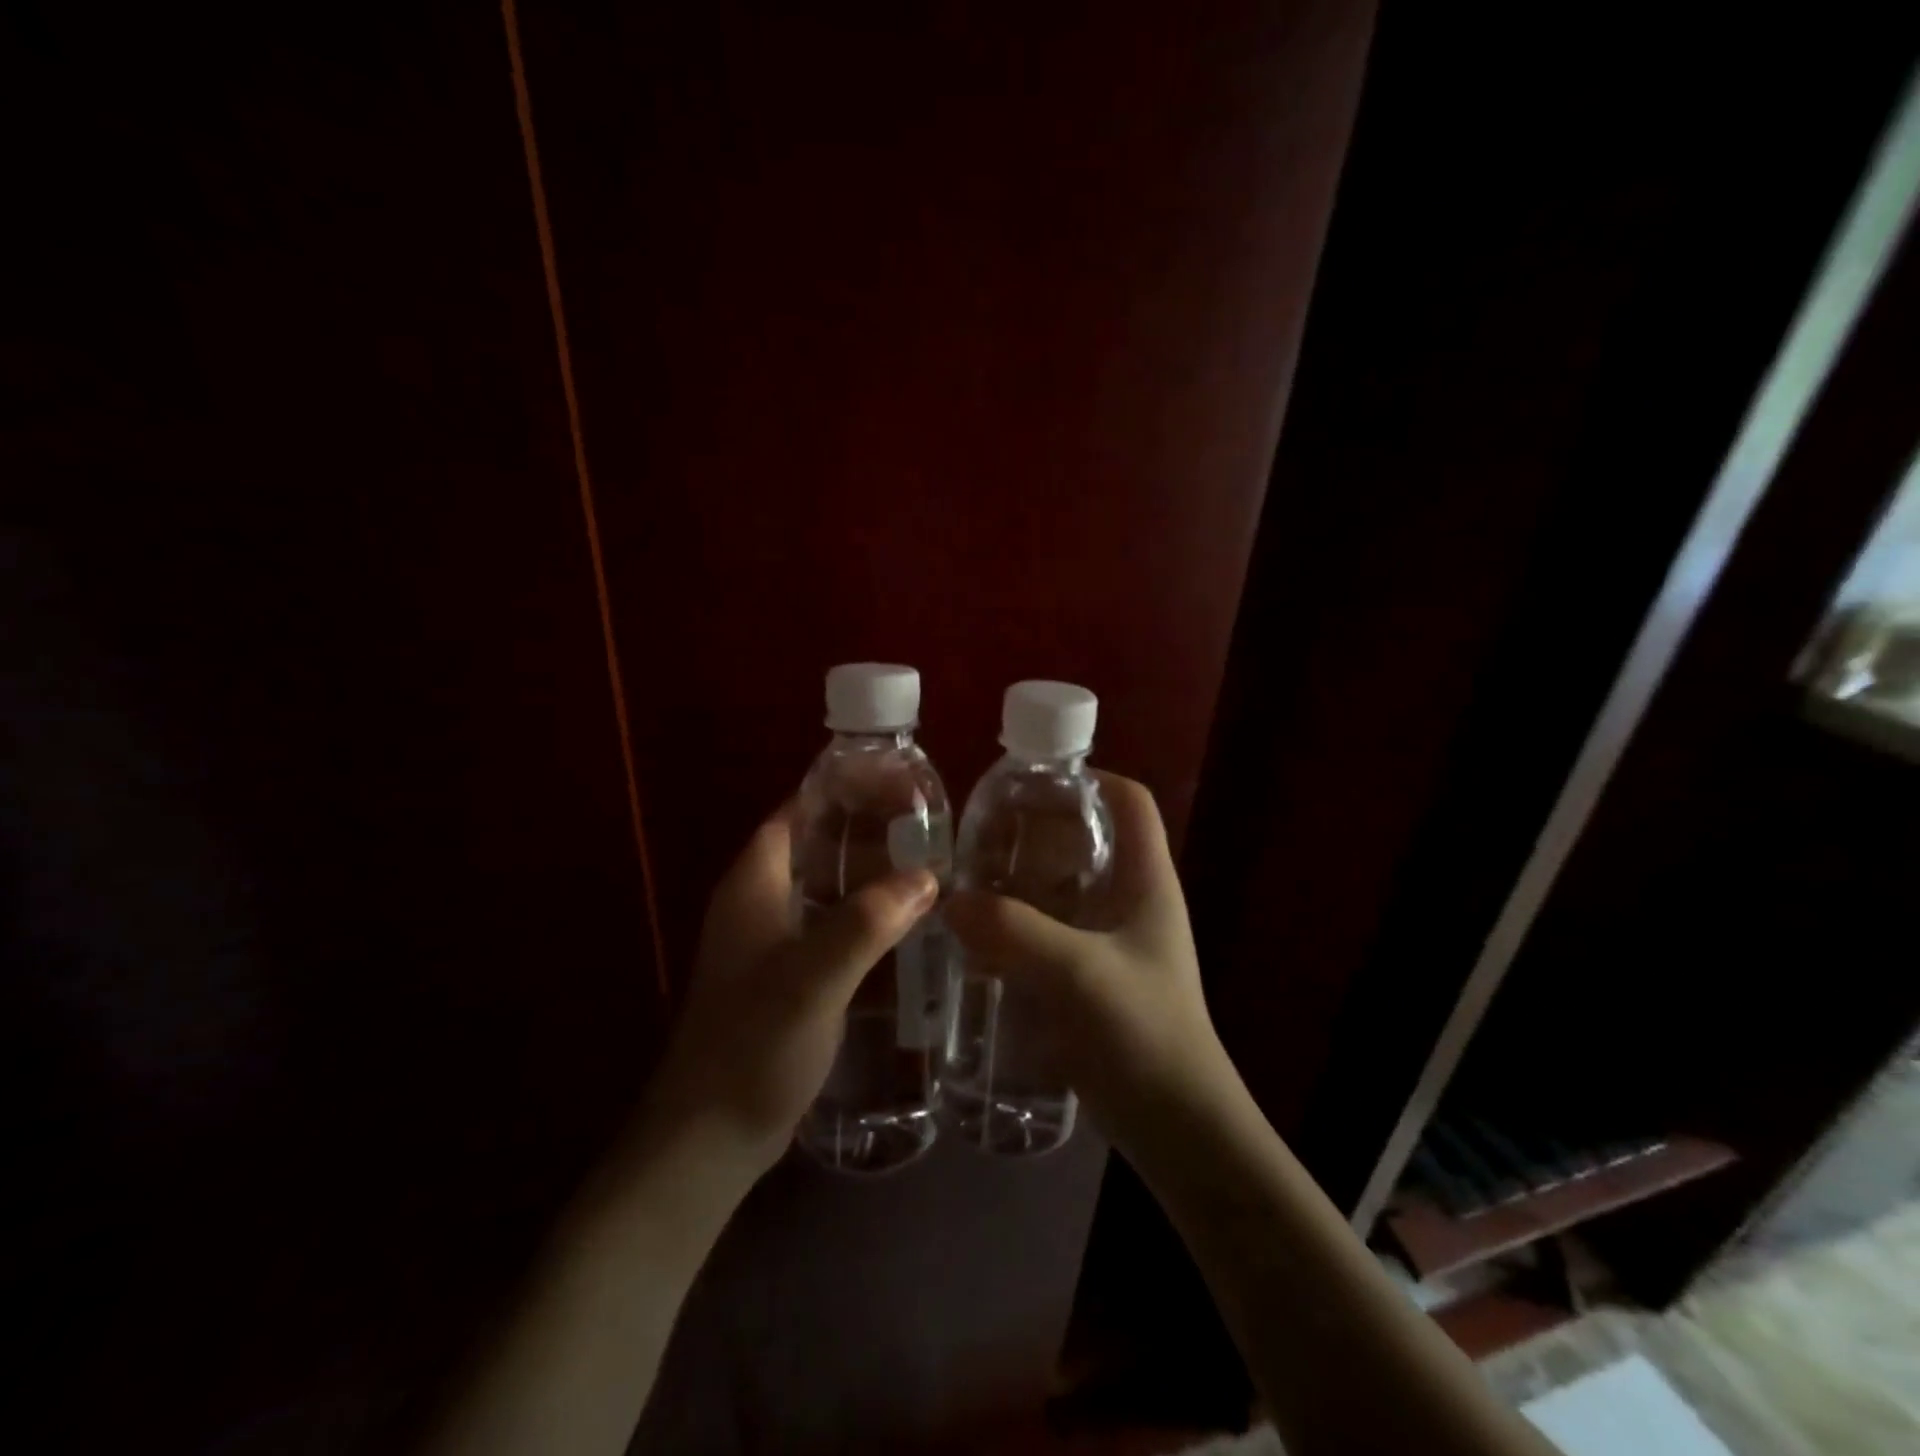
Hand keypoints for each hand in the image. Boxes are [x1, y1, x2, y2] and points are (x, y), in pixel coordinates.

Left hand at [634, 803, 938, 1185]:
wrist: (710, 1139)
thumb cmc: (753, 1046)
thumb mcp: (813, 978)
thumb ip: (867, 922)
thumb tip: (926, 876)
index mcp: (753, 885)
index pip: (796, 812)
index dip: (840, 790)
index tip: (895, 781)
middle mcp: (758, 903)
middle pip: (814, 845)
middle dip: (865, 829)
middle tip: (927, 823)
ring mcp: (770, 943)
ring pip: (825, 887)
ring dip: (868, 874)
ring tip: (928, 864)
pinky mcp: (786, 977)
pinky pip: (830, 926)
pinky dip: (865, 915)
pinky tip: (906, 924)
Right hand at [944, 774, 1234, 1160]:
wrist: (1177, 1128)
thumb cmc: (1145, 1034)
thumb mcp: (1079, 973)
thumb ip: (1014, 932)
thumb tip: (950, 901)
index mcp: (1146, 880)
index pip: (1129, 801)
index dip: (1088, 778)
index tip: (1028, 782)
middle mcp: (1130, 900)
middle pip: (1084, 839)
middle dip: (1033, 831)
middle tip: (977, 835)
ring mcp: (1109, 941)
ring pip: (1060, 888)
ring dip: (1017, 882)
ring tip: (964, 879)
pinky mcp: (1089, 977)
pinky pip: (1047, 932)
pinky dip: (1014, 925)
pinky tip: (974, 936)